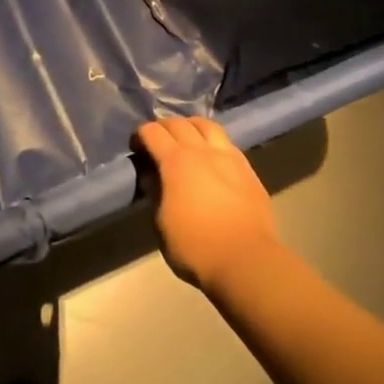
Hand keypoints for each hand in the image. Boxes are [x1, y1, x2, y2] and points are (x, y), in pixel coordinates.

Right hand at [135, 117, 283, 291]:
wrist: (246, 260)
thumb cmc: (195, 247)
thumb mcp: (161, 224)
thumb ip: (156, 193)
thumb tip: (152, 176)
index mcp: (176, 162)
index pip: (152, 132)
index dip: (140, 135)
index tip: (136, 148)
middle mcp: (202, 151)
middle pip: (179, 123)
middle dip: (163, 127)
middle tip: (157, 142)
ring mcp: (229, 157)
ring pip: (207, 125)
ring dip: (191, 126)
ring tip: (186, 139)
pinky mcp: (247, 169)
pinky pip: (227, 143)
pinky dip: (213, 141)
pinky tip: (211, 157)